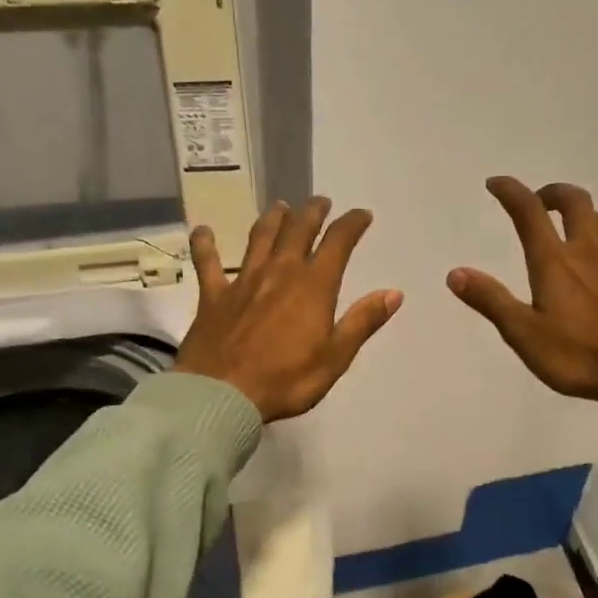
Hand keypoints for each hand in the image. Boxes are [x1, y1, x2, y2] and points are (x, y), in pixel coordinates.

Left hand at [175, 197, 402, 421]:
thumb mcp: (335, 357)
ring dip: (272, 218)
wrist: (222, 394)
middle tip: (320, 203)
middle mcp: (280, 272)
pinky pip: (208, 262)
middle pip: (298, 230)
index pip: (338, 243)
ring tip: (280, 207)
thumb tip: (394, 293)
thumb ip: (363, 322)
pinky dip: (205, 244)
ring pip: (260, 237)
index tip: (362, 214)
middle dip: (312, 212)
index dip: (352, 224)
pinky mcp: (213, 295)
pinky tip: (203, 230)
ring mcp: (243, 280)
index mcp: (313, 286)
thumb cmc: (286, 380)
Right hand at [448, 177, 597, 404]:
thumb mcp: (523, 333)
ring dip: (590, 218)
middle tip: (541, 200)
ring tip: (579, 224)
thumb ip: (490, 301)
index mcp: (554, 263)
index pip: (529, 214)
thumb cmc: (578, 356)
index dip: (511, 192)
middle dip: (556, 194)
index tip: (496, 184)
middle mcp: (589, 256)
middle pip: (577, 205)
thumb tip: (455, 273)